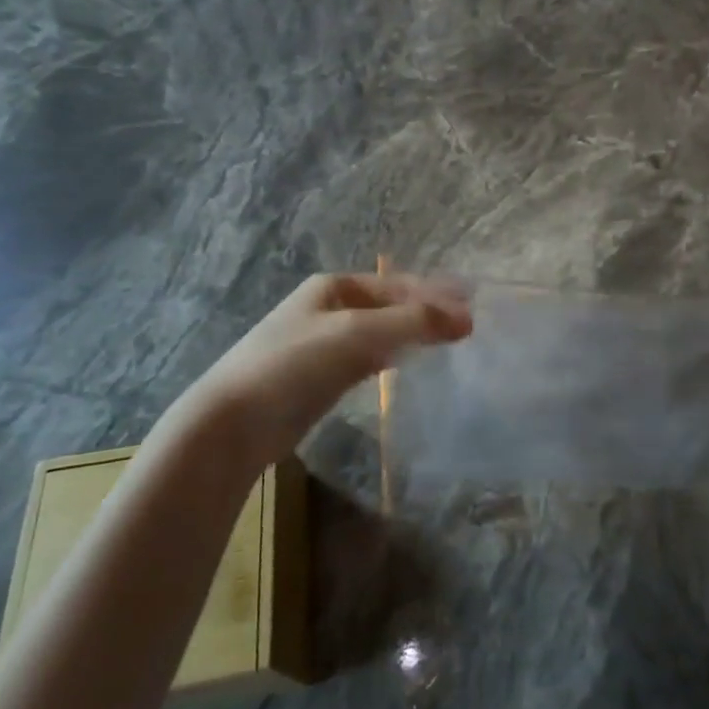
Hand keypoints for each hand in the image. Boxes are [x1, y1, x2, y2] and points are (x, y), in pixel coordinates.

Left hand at [177, 273, 471, 458]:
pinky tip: (410, 366)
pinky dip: (394, 357)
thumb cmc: (295, 364)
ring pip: (382, 331)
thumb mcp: (359, 333)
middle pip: (392, 304)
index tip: (476, 305)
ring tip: (451, 343)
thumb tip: (468, 317)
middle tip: (470, 325)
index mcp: (335, 285)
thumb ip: (415, 322)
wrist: (233, 424)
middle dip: (429, 311)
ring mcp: (323, 342)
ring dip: (414, 334)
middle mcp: (330, 306)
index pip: (400, 283)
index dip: (438, 293)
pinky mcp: (321, 377)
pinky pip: (369, 358)